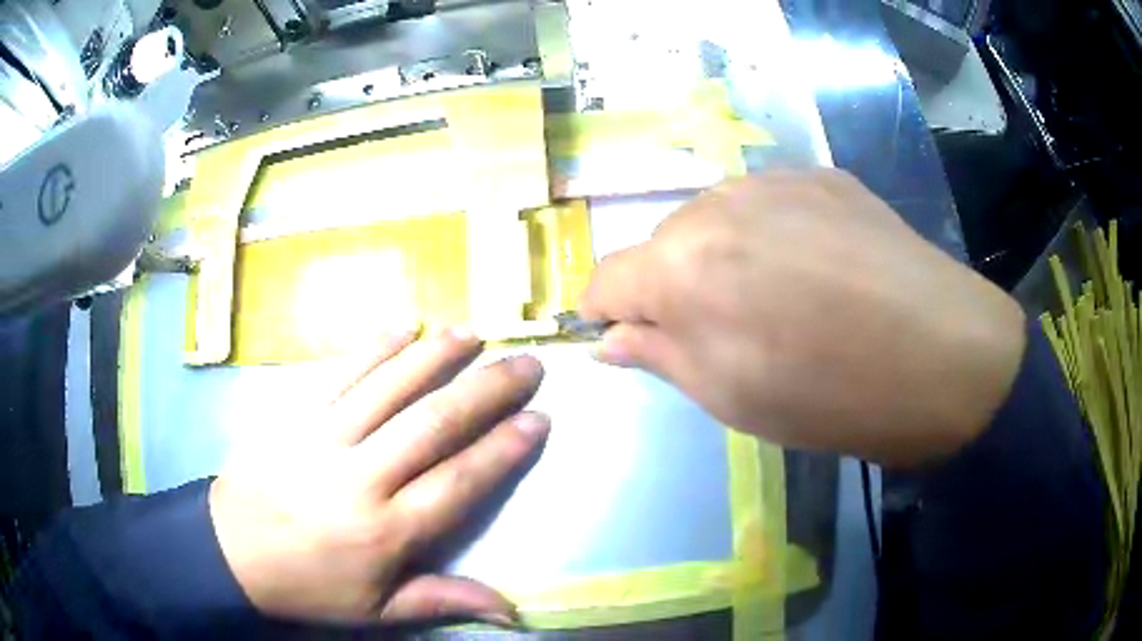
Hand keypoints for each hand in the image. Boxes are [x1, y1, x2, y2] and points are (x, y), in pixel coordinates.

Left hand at [208, 327, 548, 624]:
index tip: (538, 419)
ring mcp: (324, 438)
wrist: (230, 550)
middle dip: (487, 391)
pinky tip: (404, 325)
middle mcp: (361, 478)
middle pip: (433, 425)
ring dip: (435, 356)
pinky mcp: (296, 414)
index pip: (458, 483)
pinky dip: (375, 346)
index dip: (502, 449)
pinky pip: (340, 373)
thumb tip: (512, 611)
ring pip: (389, 388)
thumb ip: (443, 601)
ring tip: (474, 334)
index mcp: (386, 532)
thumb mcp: (377, 612)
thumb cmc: (309, 586)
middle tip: (526, 364)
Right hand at [580, 170, 1025, 466]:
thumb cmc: (831, 396)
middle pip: (662, 245)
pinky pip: (768, 203)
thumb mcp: (731, 398)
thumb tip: (611, 339)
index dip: (605, 312)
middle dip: (672, 286)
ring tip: (778, 296)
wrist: (943, 356)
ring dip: (722, 256)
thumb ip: (660, 356)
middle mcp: (716, 205)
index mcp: (682, 266)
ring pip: (714, 218)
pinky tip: (816, 266)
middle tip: (723, 330)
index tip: (624, 336)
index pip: (606, 279)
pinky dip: (771, 233)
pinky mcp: (822, 175)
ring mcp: (774, 179)